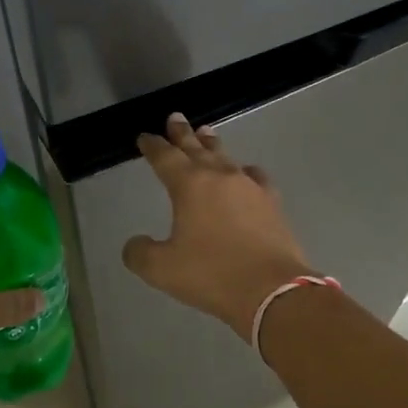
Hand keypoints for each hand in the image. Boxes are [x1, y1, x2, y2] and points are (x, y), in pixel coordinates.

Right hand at [124, 113, 313, 336]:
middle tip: (175, 118)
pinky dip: (243, 171)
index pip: (165, 157)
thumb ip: (140, 253)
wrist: (272, 290)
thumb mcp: (162, 269)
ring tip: (206, 134)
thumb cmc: (212, 275)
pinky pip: (254, 176)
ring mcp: (250, 187)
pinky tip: (245, 173)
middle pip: (196, 148)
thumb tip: (135, 244)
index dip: (152, 146)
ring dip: (211, 145)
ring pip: (225, 157)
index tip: (144, 137)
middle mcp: (219, 177)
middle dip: (182, 133)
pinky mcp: (272, 203)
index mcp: (189, 186)